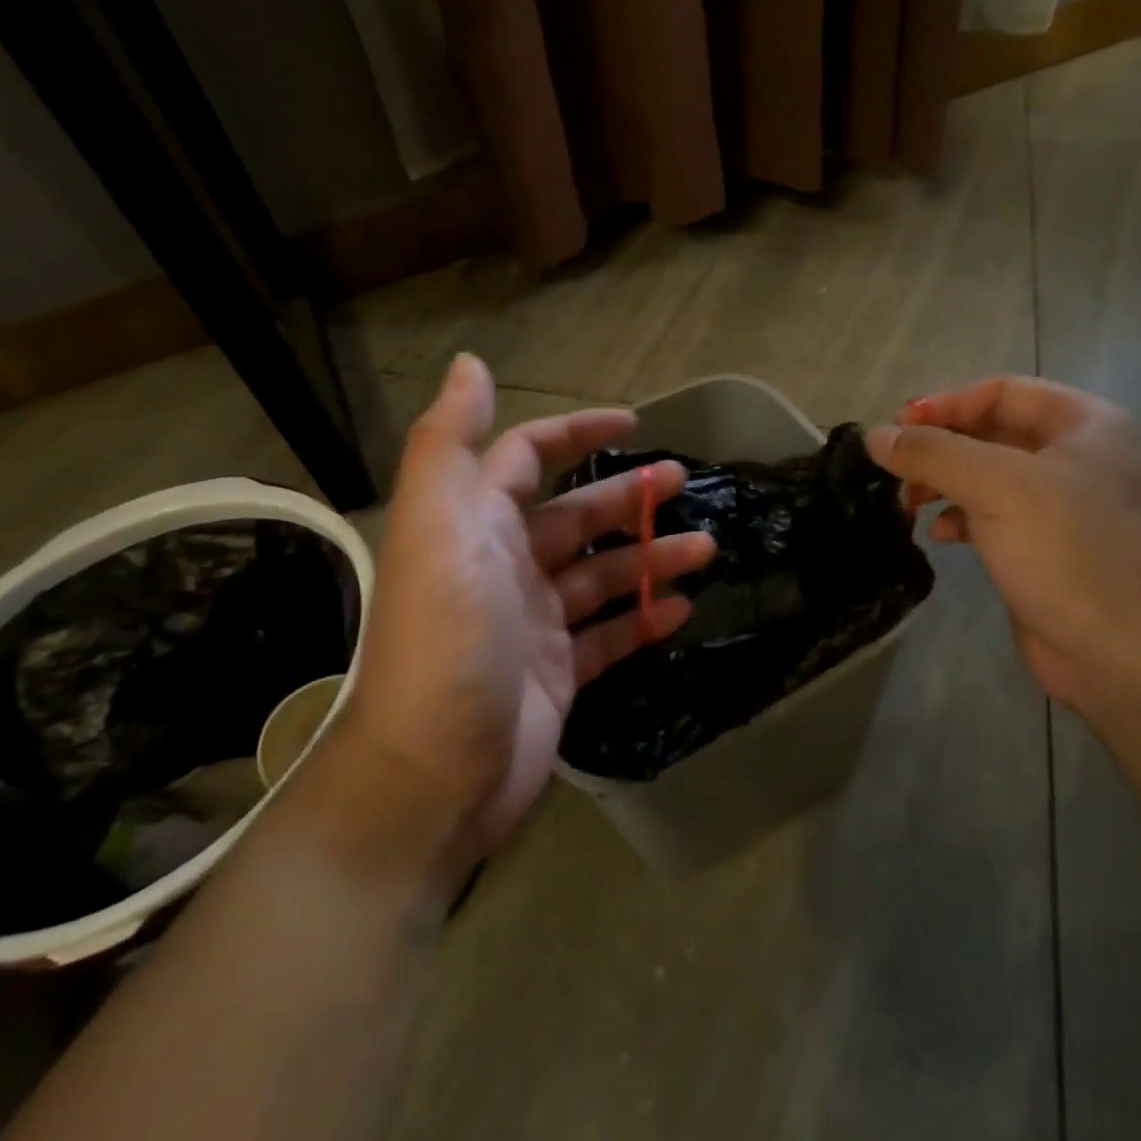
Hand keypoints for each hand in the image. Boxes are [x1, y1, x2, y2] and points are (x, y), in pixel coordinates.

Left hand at [342, 354, 715, 854]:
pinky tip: (683, 609)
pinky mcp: (557, 674)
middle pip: (574, 516)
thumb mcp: (441, 529)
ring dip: (651, 557)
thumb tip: (470, 364)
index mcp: (473, 525)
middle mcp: (501, 566)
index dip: (575, 432)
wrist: (434, 776)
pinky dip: (644, 620)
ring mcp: (532, 623)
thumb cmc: (448, 641)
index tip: (632, 422)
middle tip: (684, 484)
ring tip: (706, 549)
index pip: (524, 456)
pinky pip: (609, 636)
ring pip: (601, 576)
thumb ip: (450, 443)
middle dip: (628, 496)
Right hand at [867, 377, 1140, 713]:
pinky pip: (994, 519)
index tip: (897, 428)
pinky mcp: (1047, 552)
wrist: (1132, 658)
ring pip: (989, 478)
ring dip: (944, 484)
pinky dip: (960, 519)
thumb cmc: (1071, 552)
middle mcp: (1078, 459)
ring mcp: (1064, 509)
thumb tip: (873, 436)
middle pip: (993, 433)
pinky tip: (938, 535)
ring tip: (907, 503)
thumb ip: (933, 454)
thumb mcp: (998, 487)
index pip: (1003, 391)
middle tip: (894, 467)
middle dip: (941, 447)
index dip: (947, 404)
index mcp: (1085, 425)